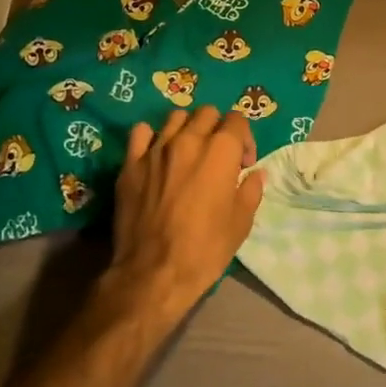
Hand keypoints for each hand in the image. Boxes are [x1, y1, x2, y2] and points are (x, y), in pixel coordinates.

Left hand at [107, 107, 262, 332]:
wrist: (153, 273)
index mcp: (220, 151)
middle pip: (207, 113)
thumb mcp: (241, 223)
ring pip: (176, 117)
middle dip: (217, 129)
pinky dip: (152, 137)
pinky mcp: (131, 164)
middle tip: (218, 156)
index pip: (237, 120)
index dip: (244, 139)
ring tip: (188, 152)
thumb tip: (254, 174)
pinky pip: (141, 133)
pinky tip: (156, 155)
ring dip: (187, 128)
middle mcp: (189, 140)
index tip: (243, 164)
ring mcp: (156, 149)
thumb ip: (250, 190)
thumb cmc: (205, 249)